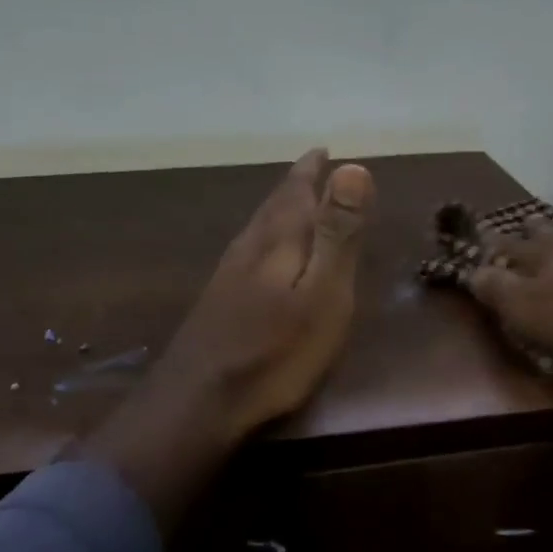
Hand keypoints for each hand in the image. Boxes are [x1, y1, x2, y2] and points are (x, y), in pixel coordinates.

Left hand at [83, 149, 374, 532]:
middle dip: (296, 185)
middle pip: (274, 205)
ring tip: (292, 201)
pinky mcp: (218, 302)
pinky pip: (248, 250)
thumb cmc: (275, 352)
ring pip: (257, 227)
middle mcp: (249, 248)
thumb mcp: (323, 294)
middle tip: (311, 168)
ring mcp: (228, 275)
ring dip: (278, 209)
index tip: (325, 150)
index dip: (312, 170)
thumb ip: (338, 233)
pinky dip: (264, 236)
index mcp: (278, 241)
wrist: (200, 401)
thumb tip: (353, 166)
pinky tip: (262, 254)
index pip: (297, 191)